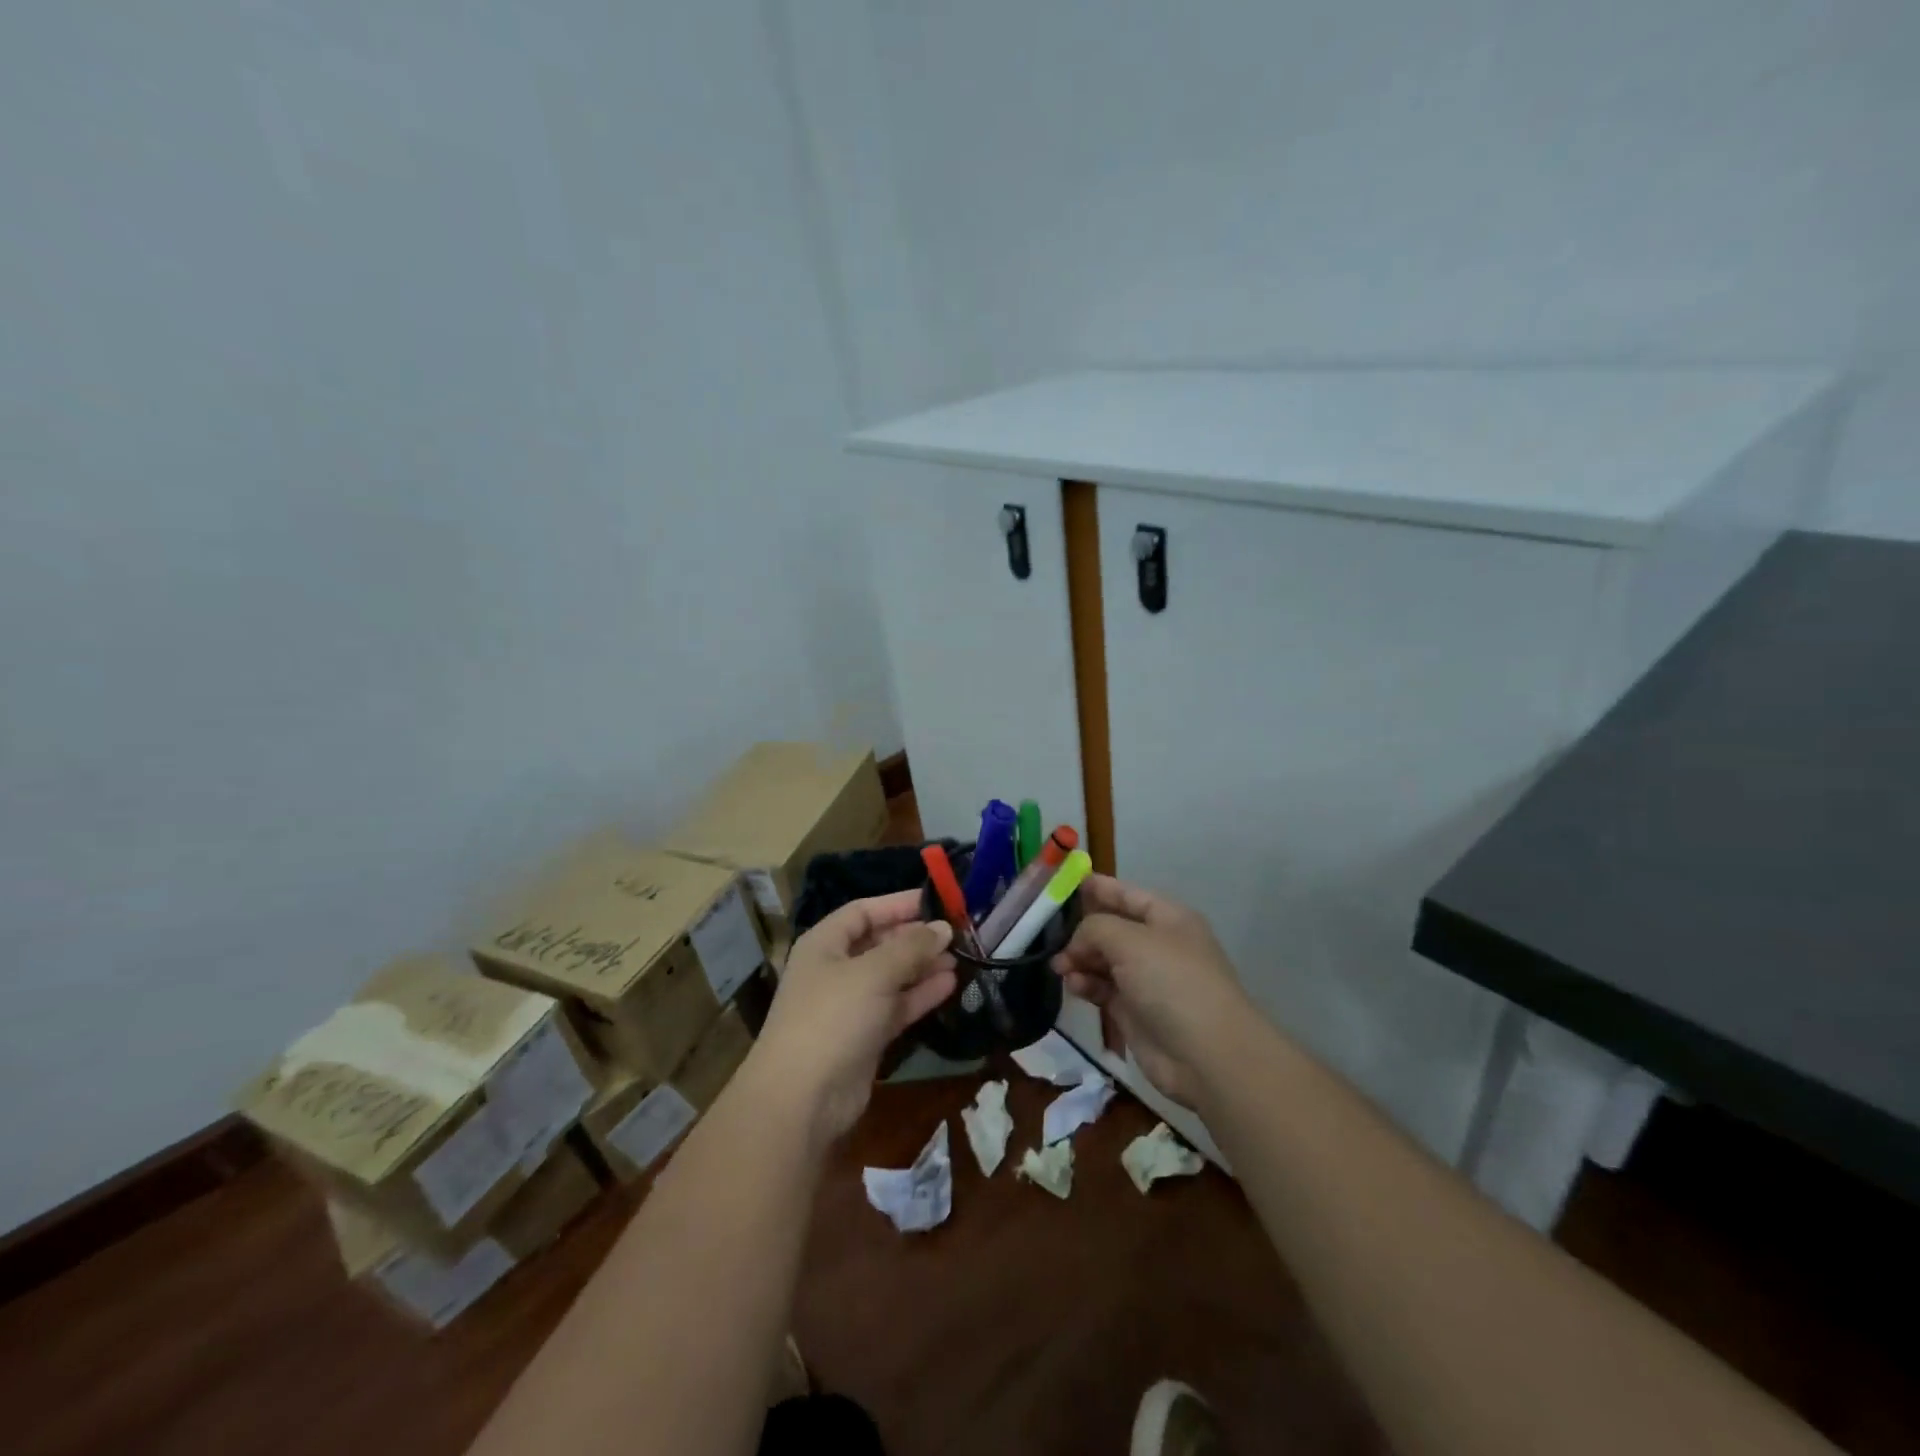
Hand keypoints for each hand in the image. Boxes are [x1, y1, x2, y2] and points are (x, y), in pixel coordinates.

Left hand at [749, 890, 956, 1146]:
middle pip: (880, 942)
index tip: (937, 901)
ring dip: (923, 966)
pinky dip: (920, 995)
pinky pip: (897, 1005)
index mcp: (825, 943)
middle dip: (916, 937)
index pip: (864, 911)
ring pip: (892, 976)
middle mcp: (836, 969)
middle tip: (957, 932)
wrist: (803, 1098)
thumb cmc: (833, 1017)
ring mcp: (850, 1004)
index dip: (898, 904)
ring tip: (961, 957)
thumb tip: (944, 927)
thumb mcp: (874, 973)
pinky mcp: (865, 1036)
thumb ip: (911, 947)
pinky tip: (950, 985)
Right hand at [1050, 875, 1248, 1106]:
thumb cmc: (1172, 982)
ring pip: (1103, 960)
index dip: (1098, 888)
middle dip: (1081, 931)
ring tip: (1059, 967)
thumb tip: (1077, 943)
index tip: (1064, 883)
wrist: (1207, 1055)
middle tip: (1050, 937)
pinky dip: (1086, 985)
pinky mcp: (1134, 1011)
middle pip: (1111, 928)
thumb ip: (1094, 928)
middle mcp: (1157, 945)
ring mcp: (1146, 980)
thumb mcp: (1130, 940)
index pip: (1127, 894)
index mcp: (1167, 918)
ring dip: (1079, 960)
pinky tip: (1074, 986)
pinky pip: (1102, 989)